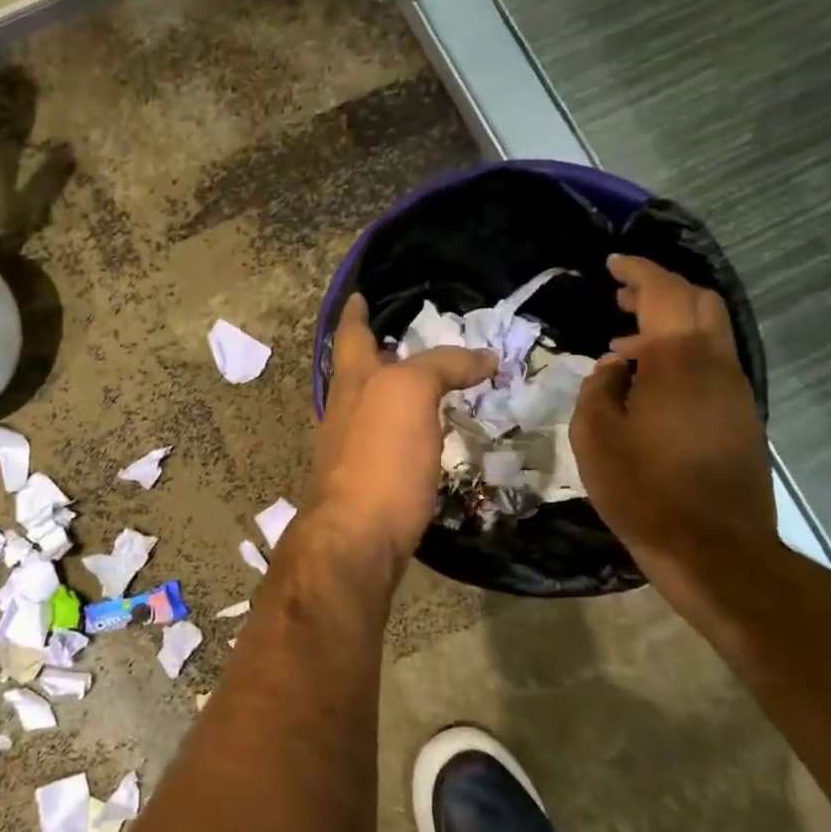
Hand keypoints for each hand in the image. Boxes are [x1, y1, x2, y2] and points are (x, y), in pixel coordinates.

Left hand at [308, 294, 497, 571]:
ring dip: (400, 391)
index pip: (352, 334)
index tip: (360, 294)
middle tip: (413, 338)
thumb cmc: (379, 457)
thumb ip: (441, 366)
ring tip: (434, 382)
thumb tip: (485, 358)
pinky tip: (432, 435)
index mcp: (352, 381)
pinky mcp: (371, 482)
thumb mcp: (409, 394)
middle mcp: (345, 410)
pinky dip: (411, 429)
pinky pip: (393, 442)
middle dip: (381, 351)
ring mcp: (353, 448)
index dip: (356, 312)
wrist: (357, 537)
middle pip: (361, 371)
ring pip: (377, 407)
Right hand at [571, 255, 776, 593]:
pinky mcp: (740, 416)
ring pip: (709, 333)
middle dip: (660, 290)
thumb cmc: (643, 490)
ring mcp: (735, 390)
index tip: (612, 264)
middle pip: (699, 303)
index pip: (664, 293)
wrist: (713, 548)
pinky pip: (711, 364)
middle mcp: (716, 365)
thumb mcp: (596, 437)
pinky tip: (649, 381)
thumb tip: (615, 366)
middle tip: (620, 295)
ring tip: (625, 341)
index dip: (638, 272)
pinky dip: (680, 353)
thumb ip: (600, 389)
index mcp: (679, 361)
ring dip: (670, 323)